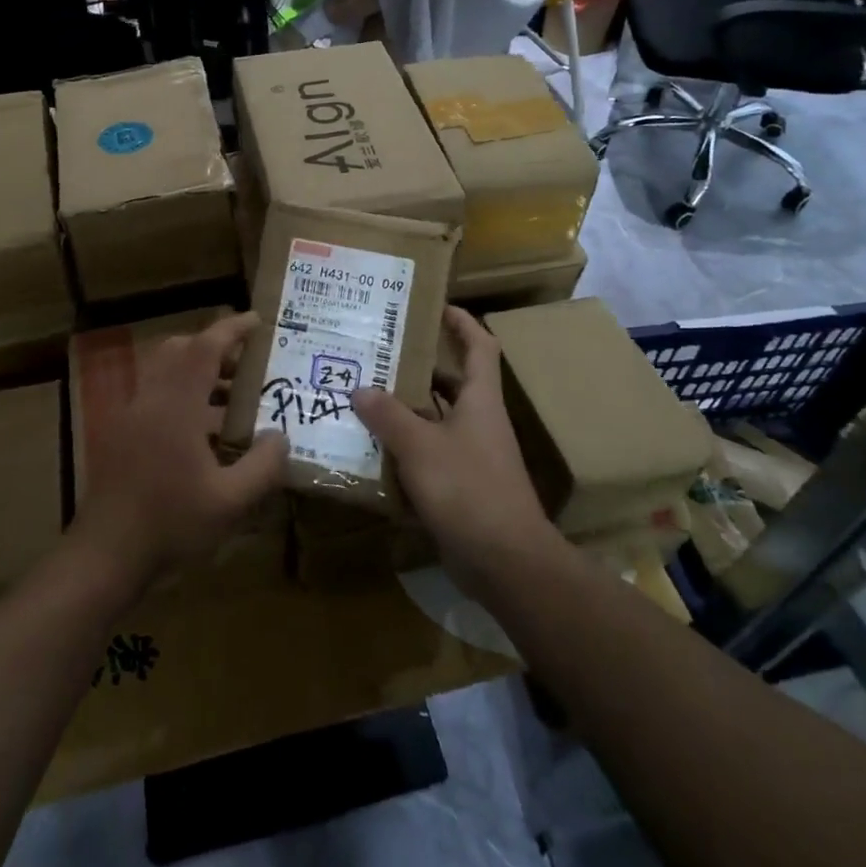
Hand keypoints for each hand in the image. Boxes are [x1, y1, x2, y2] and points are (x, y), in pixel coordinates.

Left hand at [74, 313, 288, 590]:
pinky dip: (181, 395)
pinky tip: (202, 435)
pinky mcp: (119, 435)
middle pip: (179, 350)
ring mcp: (129, 416)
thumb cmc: (170, 524)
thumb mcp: (230, 501)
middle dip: (214, 348)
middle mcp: (150, 399)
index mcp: (176, 405)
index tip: (257, 320)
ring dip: (197, 373)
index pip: (205, 348)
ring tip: (231, 400)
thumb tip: (280, 437)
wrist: (104, 555)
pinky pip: (154, 396)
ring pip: (164, 372)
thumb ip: (263, 465)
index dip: (232, 329)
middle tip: (246, 365)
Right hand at [352, 307, 553, 599]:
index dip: (461, 322)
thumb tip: (360, 389)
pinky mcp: (461, 487)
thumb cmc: (468, 489)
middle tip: (378, 356)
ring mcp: (472, 456)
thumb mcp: (421, 446)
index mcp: (480, 400)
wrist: (506, 561)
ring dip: (405, 412)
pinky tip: (372, 452)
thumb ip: (389, 416)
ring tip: (364, 399)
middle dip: (417, 368)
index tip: (435, 306)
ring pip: (435, 421)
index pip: (479, 346)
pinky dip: (405, 451)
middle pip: (450, 383)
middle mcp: (479, 421)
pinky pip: (429, 457)